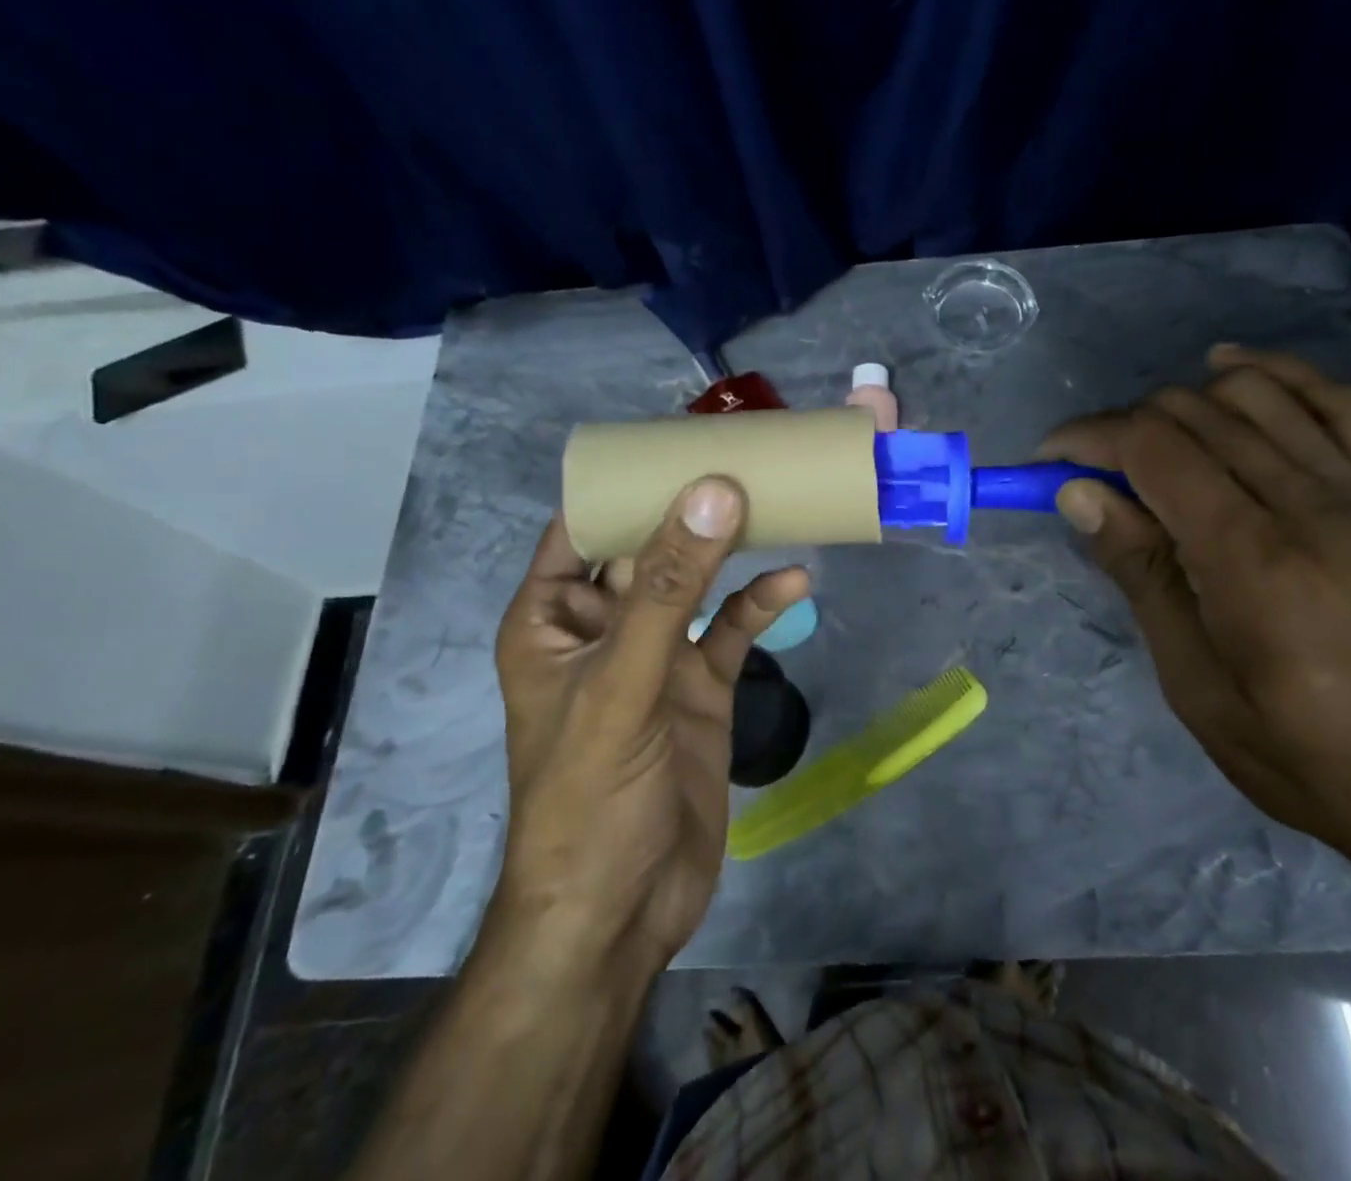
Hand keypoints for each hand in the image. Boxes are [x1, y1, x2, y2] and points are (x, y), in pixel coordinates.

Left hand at [484, 479, 808, 975]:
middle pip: (649, 545)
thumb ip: (667, 588)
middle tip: (747, 457)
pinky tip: (797, 584)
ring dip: (733, 549)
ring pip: (697, 583)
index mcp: (554, 616)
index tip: (680, 437)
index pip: (583, 525)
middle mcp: (604, 625)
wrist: (623, 912)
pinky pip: (732, 630)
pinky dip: (761, 604)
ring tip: (779, 503)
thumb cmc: (589, 796)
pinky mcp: (701, 686)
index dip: (625, 481)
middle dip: (691, 505)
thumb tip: (712, 493)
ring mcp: (656, 656)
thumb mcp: (623, 683)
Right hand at [1042, 345, 1350, 878]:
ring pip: (1253, 394)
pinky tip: (1228, 372)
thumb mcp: (1192, 679)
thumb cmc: (1298, 751)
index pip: (1153, 449)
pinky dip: (1274, 373)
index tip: (1047, 461)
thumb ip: (1139, 571)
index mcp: (1250, 556)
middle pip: (1194, 413)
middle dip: (1123, 425)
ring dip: (1182, 401)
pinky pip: (1333, 401)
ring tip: (1150, 441)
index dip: (1088, 438)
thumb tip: (1078, 492)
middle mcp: (1306, 502)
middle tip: (1088, 470)